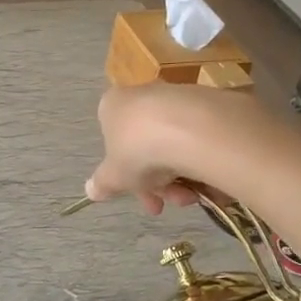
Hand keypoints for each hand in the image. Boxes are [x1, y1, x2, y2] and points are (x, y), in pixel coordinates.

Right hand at [85, 85, 257, 214]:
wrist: (191, 128)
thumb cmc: (138, 150)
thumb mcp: (114, 176)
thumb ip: (103, 184)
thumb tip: (91, 191)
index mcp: (113, 106)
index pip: (113, 141)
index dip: (126, 175)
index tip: (140, 196)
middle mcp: (143, 95)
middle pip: (147, 146)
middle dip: (157, 183)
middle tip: (166, 205)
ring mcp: (176, 97)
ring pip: (174, 145)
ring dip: (180, 178)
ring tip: (192, 197)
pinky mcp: (208, 102)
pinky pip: (199, 138)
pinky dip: (202, 160)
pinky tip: (209, 180)